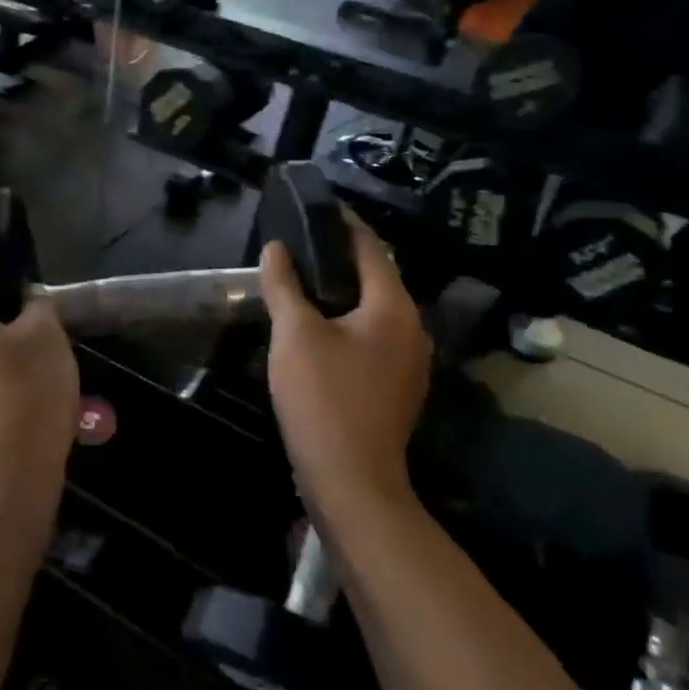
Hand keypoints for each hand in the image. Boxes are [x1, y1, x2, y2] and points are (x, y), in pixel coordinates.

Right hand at [258, 213, 432, 525]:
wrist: (351, 480)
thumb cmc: (323, 398)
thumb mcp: (294, 335)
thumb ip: (284, 286)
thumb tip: (276, 248)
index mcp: (394, 308)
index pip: (372, 248)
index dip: (344, 224)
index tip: (317, 208)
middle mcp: (412, 329)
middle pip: (377, 278)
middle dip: (340, 258)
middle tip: (300, 245)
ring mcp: (409, 362)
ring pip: (374, 310)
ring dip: (343, 292)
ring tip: (303, 281)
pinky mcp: (396, 387)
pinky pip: (372, 337)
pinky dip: (347, 322)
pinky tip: (317, 328)